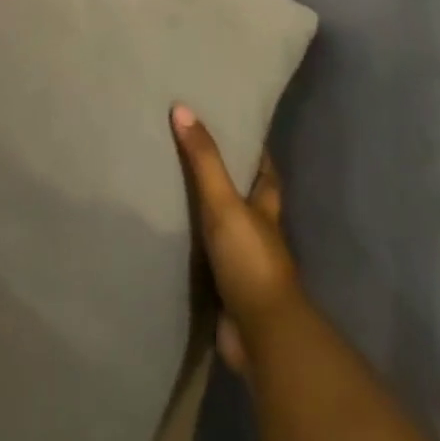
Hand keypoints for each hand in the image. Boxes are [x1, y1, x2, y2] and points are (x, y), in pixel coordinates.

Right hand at [170, 104, 301, 374]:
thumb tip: (182, 109)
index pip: (266, 174)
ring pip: (226, 232)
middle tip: (196, 157)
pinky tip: (173, 242)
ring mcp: (244, 265)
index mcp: (266, 210)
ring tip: (174, 193)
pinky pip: (207, 263)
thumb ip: (203, 160)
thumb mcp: (224, 202)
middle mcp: (259, 235)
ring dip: (209, 218)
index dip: (257, 153)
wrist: (261, 332)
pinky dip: (195, 252)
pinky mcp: (227, 291)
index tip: (240, 130)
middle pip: (247, 201)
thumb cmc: (250, 259)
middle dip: (229, 183)